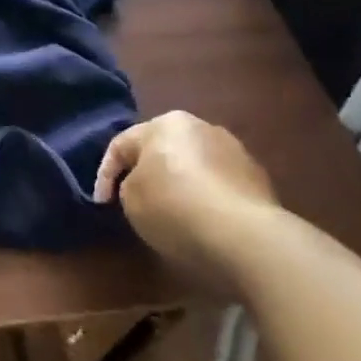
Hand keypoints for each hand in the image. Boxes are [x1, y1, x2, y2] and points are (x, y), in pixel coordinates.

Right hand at [95, 111, 281, 291]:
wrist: (246, 237)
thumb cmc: (174, 207)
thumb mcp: (130, 198)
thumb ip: (129, 184)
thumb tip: (145, 186)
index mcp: (165, 124)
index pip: (122, 145)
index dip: (104, 175)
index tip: (101, 203)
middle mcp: (202, 127)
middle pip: (162, 151)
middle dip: (147, 173)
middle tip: (134, 201)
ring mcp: (235, 152)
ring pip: (193, 166)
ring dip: (179, 184)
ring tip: (171, 213)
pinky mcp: (259, 179)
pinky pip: (218, 185)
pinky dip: (205, 198)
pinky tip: (200, 221)